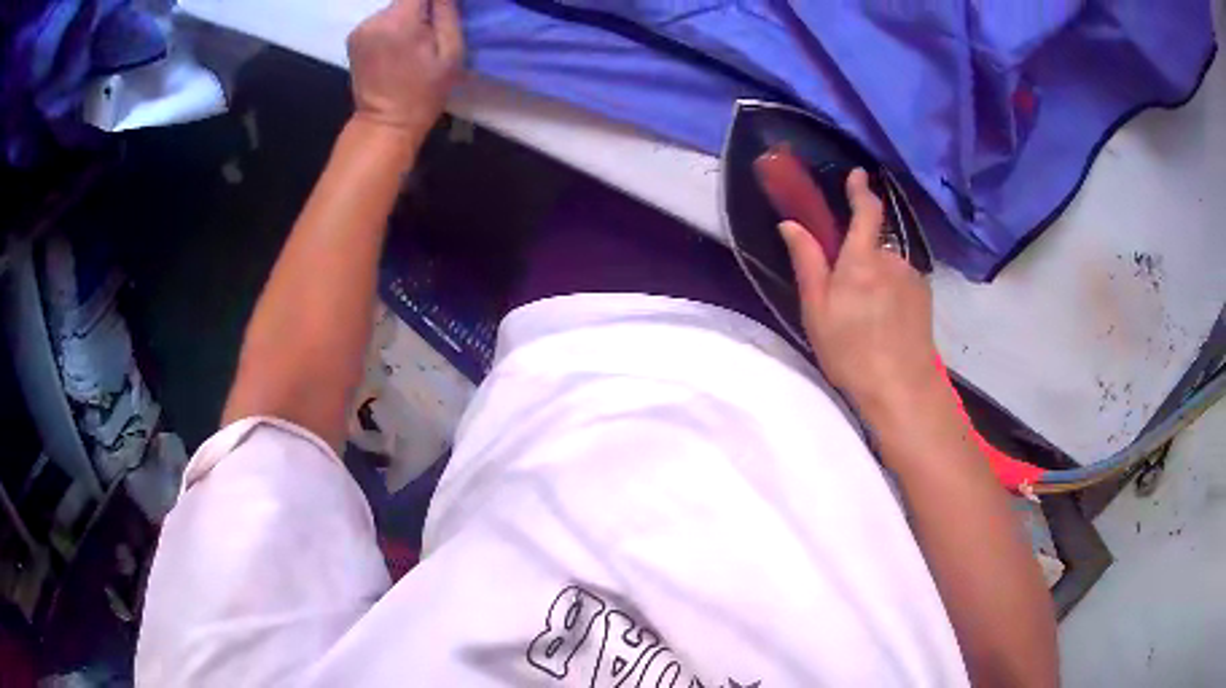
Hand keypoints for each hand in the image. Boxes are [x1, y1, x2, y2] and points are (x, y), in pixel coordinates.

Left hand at [347, 0, 463, 142]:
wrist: (385, 124)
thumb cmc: (424, 92)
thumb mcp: (451, 53)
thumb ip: (447, 13)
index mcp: (400, 21)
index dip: (435, 0)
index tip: (442, 11)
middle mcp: (375, 19)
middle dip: (423, 8)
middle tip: (431, 32)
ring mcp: (361, 28)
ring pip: (394, 7)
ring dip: (408, 16)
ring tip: (414, 42)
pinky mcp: (354, 37)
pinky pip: (381, 19)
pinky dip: (393, 25)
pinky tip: (397, 46)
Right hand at [780, 169, 941, 416]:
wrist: (902, 388)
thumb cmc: (851, 351)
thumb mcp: (817, 310)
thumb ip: (807, 262)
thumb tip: (791, 224)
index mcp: (862, 260)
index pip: (866, 211)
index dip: (860, 190)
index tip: (857, 174)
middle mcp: (892, 260)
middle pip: (873, 245)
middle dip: (859, 258)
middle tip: (843, 294)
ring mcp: (912, 278)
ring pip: (887, 266)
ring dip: (875, 278)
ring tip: (865, 317)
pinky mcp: (924, 297)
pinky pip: (901, 282)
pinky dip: (890, 291)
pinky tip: (884, 323)